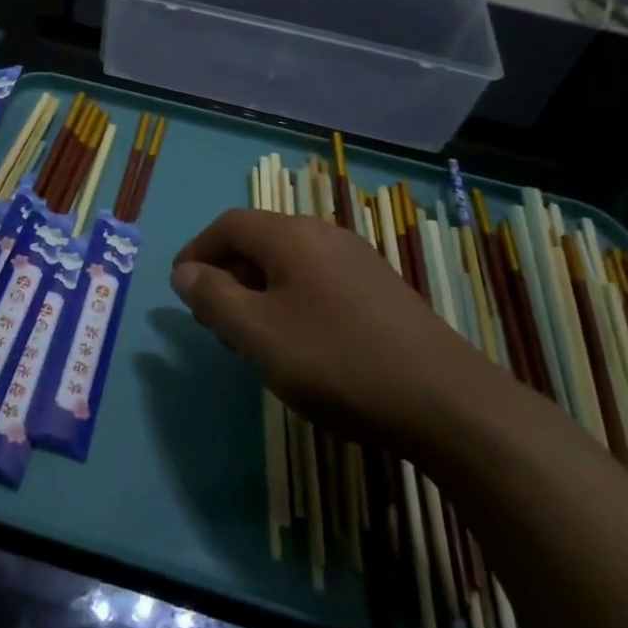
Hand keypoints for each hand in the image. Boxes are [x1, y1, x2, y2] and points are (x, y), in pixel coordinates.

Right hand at [171, 208, 502, 446]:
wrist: (447, 403)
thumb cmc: (337, 361)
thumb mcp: (258, 333)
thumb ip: (213, 297)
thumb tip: (184, 272)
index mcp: (292, 235)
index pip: (228, 225)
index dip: (197, 252)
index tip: (181, 291)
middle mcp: (325, 235)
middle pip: (258, 242)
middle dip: (226, 277)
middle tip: (213, 325)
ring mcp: (358, 262)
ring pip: (288, 265)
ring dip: (257, 294)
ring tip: (251, 340)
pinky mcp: (380, 292)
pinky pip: (317, 283)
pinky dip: (290, 303)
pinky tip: (297, 346)